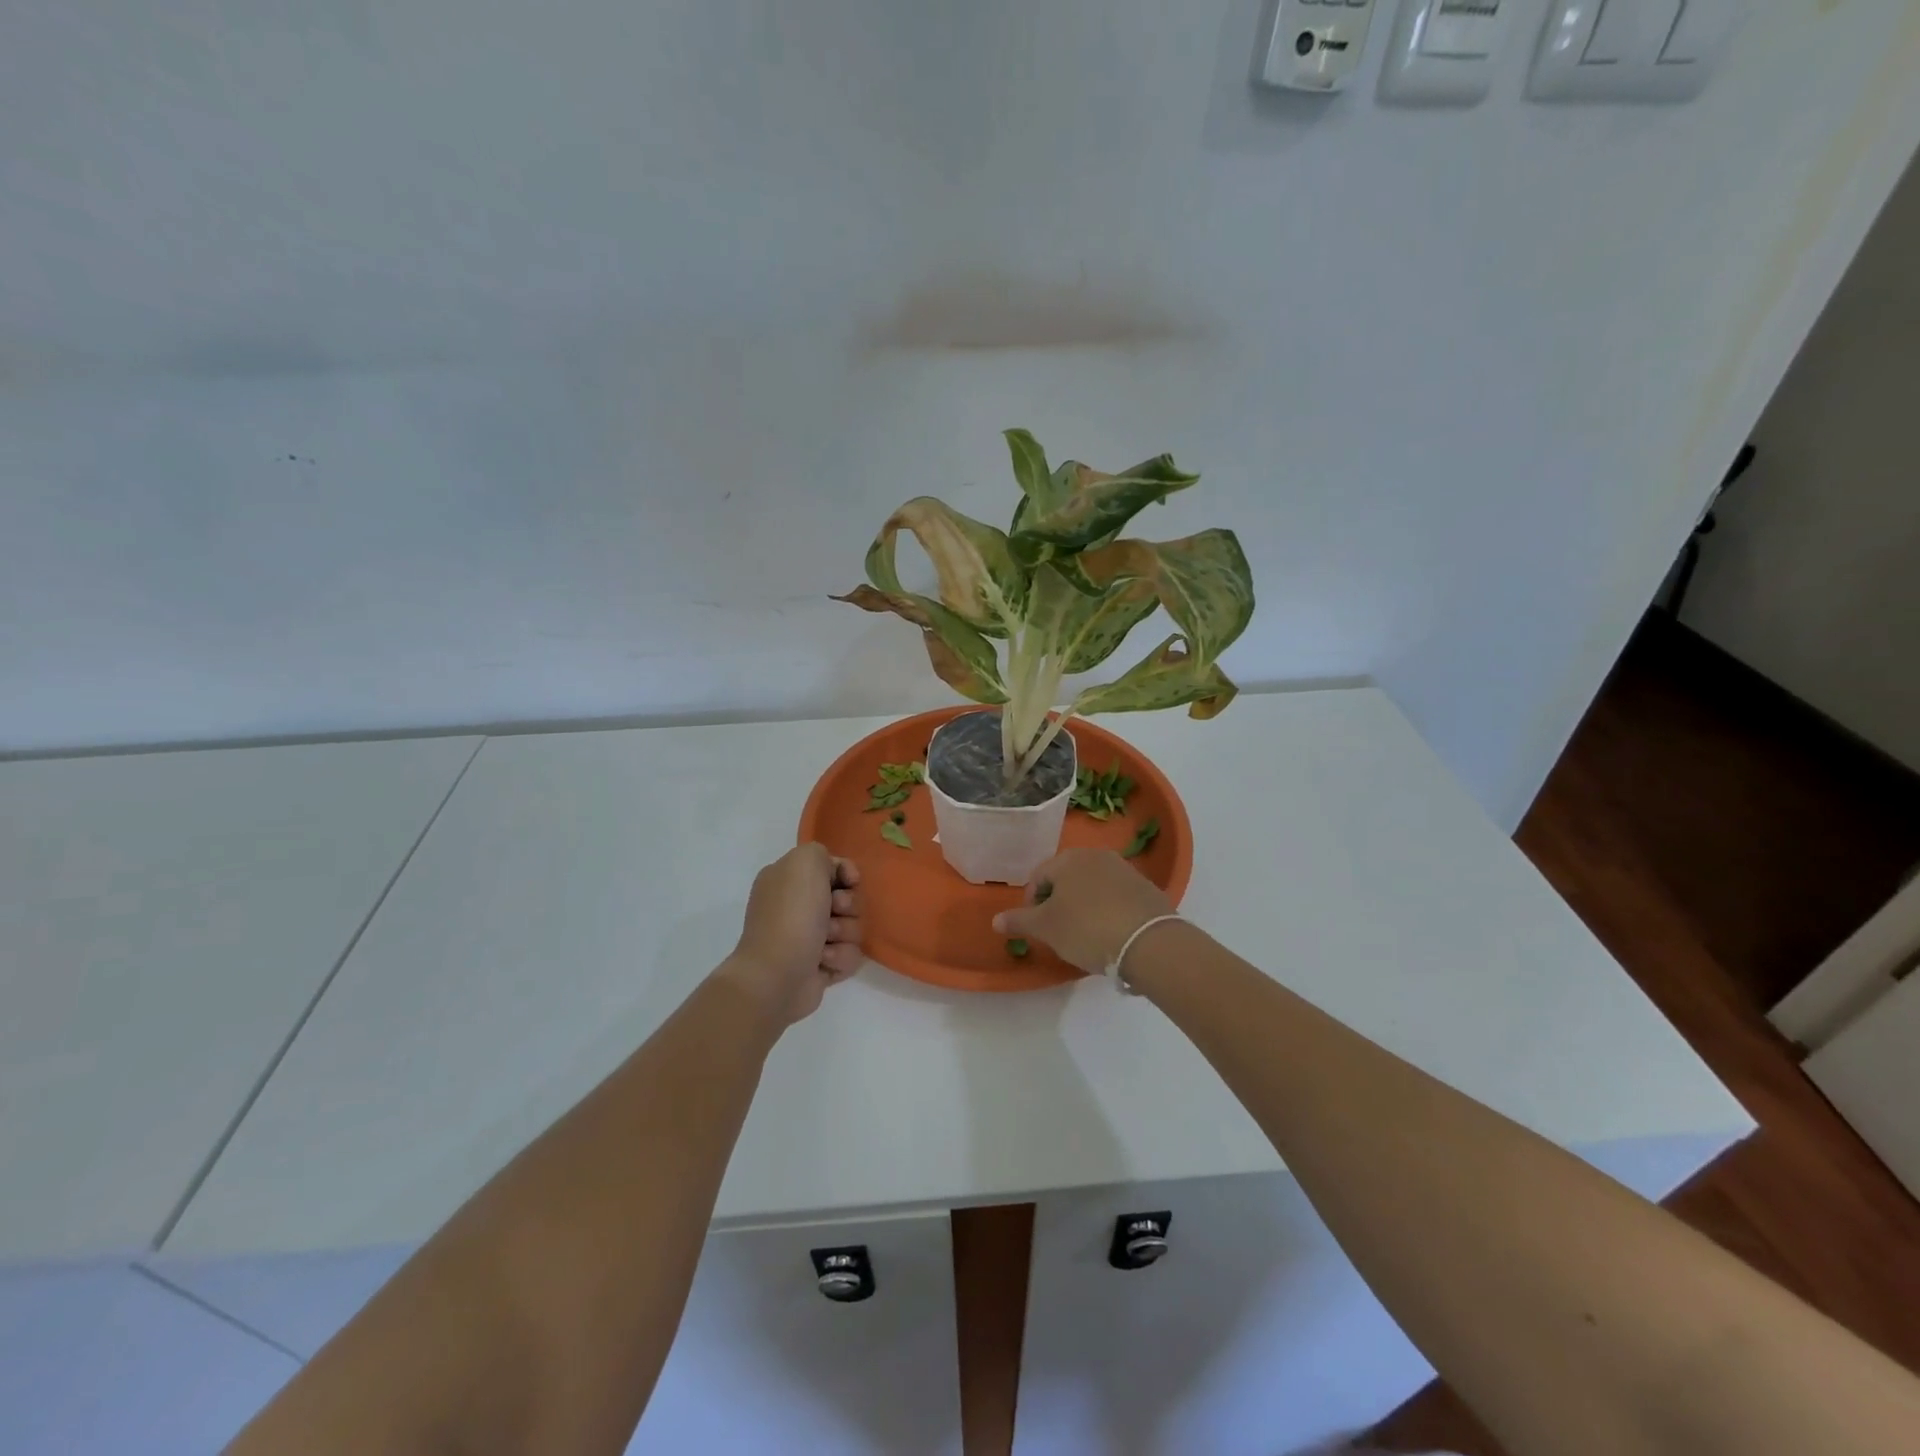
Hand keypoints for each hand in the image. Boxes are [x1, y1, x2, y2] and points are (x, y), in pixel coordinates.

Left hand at [722, 844, 863, 1025]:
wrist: (777, 975)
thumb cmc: (792, 914)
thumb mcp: (805, 861)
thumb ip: (822, 854)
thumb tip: (833, 876)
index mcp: (788, 879)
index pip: (831, 868)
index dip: (846, 873)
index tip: (851, 881)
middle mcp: (796, 906)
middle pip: (847, 898)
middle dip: (848, 905)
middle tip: (834, 911)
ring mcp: (808, 938)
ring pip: (852, 927)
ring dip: (845, 933)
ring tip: (824, 944)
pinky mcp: (820, 966)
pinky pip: (849, 955)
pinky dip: (841, 957)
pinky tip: (823, 962)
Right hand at [992, 848, 1173, 974]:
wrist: (1149, 942)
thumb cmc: (1087, 929)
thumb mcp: (1046, 928)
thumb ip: (1019, 921)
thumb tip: (995, 920)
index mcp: (1068, 859)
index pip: (1039, 877)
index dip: (1032, 903)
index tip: (1035, 927)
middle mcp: (1097, 856)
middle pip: (1067, 878)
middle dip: (1059, 902)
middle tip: (1058, 931)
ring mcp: (1125, 870)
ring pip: (1093, 887)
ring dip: (1084, 905)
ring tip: (1085, 934)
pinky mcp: (1147, 888)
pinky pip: (1117, 897)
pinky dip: (1108, 910)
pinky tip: (1110, 933)